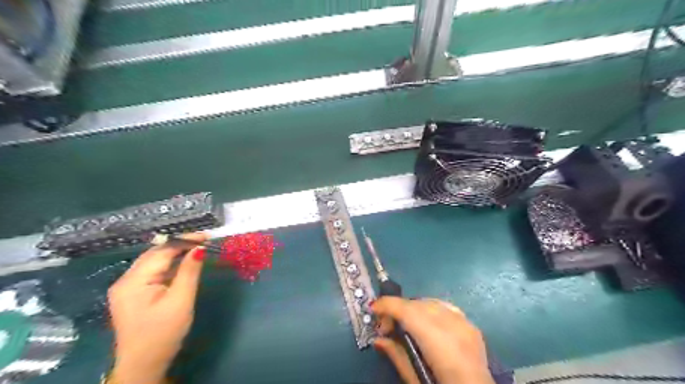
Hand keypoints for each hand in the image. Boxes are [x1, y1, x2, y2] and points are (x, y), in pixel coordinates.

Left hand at [107, 233, 207, 381]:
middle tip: (204, 240)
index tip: (206, 236)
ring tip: (196, 247)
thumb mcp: (181, 300)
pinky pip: (152, 271)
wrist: (143, 364)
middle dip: (179, 244)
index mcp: (133, 281)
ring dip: (174, 253)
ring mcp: (127, 287)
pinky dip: (168, 264)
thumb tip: (199, 248)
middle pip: (154, 254)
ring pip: (153, 261)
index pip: (161, 252)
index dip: (184, 240)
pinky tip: (182, 263)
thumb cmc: (164, 333)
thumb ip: (189, 272)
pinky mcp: (133, 294)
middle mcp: (125, 280)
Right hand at [372, 297, 494, 383]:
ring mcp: (465, 324)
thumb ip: (397, 356)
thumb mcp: (415, 379)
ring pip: (432, 302)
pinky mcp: (472, 326)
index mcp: (438, 342)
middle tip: (387, 327)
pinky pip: (446, 308)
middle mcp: (453, 326)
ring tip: (406, 325)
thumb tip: (378, 339)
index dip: (388, 305)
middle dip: (399, 309)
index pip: (408, 312)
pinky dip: (431, 310)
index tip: (373, 308)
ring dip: (414, 308)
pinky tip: (427, 322)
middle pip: (418, 304)